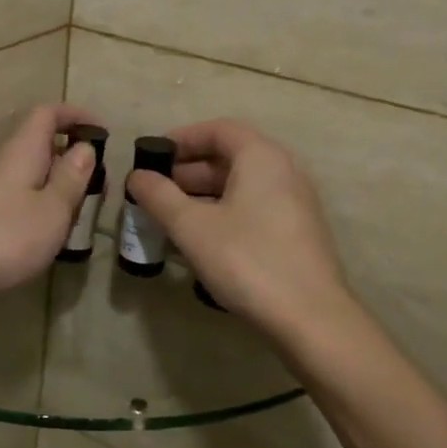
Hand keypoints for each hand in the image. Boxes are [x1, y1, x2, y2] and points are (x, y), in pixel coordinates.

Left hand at [0, 105, 101, 302]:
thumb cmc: (4, 236)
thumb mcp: (52, 208)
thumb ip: (71, 178)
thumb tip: (84, 148)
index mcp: (22, 151)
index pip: (47, 114)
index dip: (75, 115)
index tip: (102, 131)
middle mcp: (3, 163)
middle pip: (40, 145)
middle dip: (72, 158)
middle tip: (99, 185)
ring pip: (31, 175)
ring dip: (57, 187)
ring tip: (79, 214)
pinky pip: (19, 199)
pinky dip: (40, 208)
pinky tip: (49, 235)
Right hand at [125, 119, 358, 348]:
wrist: (310, 317)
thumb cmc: (247, 260)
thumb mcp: (192, 227)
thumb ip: (159, 196)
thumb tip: (137, 176)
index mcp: (261, 157)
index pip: (218, 130)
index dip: (182, 139)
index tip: (152, 156)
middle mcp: (284, 171)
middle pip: (230, 156)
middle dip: (188, 170)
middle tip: (155, 191)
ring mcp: (294, 202)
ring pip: (241, 185)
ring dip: (203, 194)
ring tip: (170, 217)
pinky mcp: (296, 231)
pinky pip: (253, 207)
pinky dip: (223, 212)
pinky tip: (200, 239)